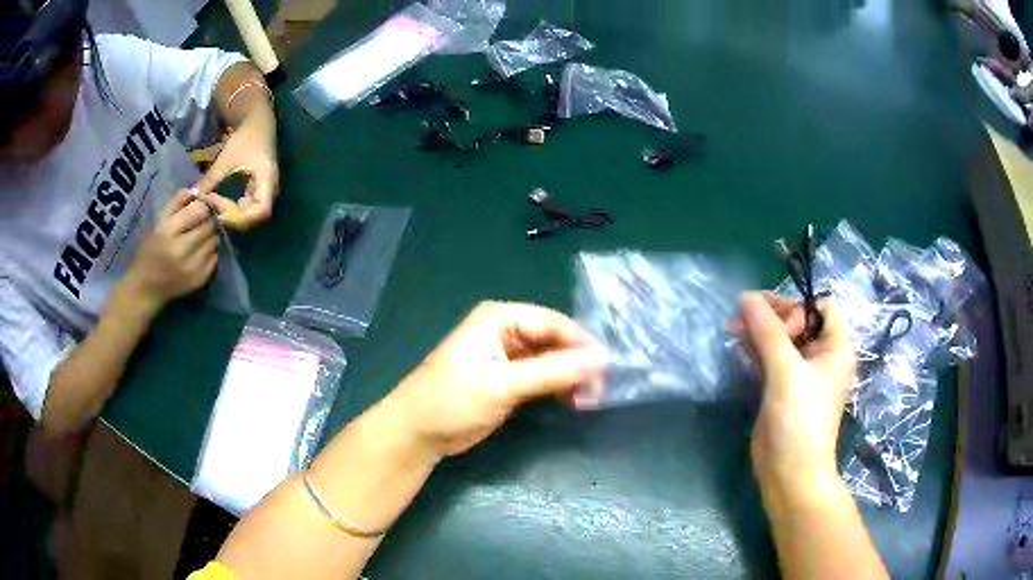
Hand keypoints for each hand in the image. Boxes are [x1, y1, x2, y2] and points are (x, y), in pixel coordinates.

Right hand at [124, 190, 218, 307]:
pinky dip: (210, 251)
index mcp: (168, 232)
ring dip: (210, 235)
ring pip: (214, 241)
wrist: (146, 289)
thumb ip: (178, 201)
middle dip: (209, 219)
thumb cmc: (150, 250)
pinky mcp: (199, 281)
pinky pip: (215, 258)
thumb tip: (199, 188)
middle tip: (202, 221)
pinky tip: (199, 251)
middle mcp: (181, 251)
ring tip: (199, 236)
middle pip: (210, 225)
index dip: (203, 205)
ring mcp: (192, 268)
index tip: (200, 205)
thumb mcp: (158, 221)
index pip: (200, 210)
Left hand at [195, 118, 278, 230]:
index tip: (221, 209)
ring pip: (251, 213)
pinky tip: (222, 201)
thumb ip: (211, 179)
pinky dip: (235, 207)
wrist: (257, 121)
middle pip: (255, 216)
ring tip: (216, 206)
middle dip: (233, 217)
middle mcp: (269, 190)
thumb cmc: (246, 137)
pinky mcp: (258, 188)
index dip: (240, 217)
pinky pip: (248, 206)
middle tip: (214, 210)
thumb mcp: (226, 158)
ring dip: (233, 214)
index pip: (260, 212)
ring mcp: (264, 190)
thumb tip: (195, 196)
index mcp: (267, 181)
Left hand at [383, 301, 608, 458]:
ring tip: (588, 400)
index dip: (582, 343)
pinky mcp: (509, 379)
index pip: (553, 323)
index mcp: (501, 318)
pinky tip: (573, 402)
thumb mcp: (503, 385)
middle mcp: (506, 330)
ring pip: (552, 360)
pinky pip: (543, 376)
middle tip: (600, 390)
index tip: (609, 367)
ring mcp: (508, 356)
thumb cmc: (453, 401)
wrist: (419, 432)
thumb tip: (601, 359)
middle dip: (578, 363)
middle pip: (555, 340)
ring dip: (571, 378)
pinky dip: (558, 388)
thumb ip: (552, 372)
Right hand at [731, 292, 854, 490]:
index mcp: (835, 347)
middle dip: (770, 316)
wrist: (790, 474)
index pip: (821, 306)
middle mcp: (821, 356)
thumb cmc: (800, 420)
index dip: (798, 306)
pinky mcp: (783, 389)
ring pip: (781, 339)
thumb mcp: (786, 372)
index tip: (774, 322)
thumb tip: (746, 298)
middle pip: (798, 320)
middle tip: (739, 318)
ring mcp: (801, 374)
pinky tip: (740, 350)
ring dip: (759, 331)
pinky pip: (771, 358)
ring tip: (733, 330)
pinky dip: (756, 350)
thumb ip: (768, 332)